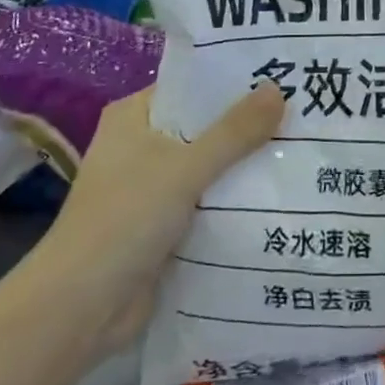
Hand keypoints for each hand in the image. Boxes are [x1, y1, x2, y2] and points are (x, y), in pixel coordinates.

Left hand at [31, 81, 285, 353]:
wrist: (79, 311)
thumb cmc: (124, 220)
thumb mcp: (185, 168)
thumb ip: (234, 131)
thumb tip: (279, 89)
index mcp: (134, 116)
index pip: (192, 85)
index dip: (234, 80)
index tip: (281, 72)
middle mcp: (141, 145)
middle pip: (204, 125)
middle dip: (247, 123)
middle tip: (304, 109)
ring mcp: (151, 187)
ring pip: (209, 165)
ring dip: (245, 163)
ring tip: (302, 147)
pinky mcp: (163, 226)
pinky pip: (207, 201)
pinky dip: (234, 199)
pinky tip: (279, 193)